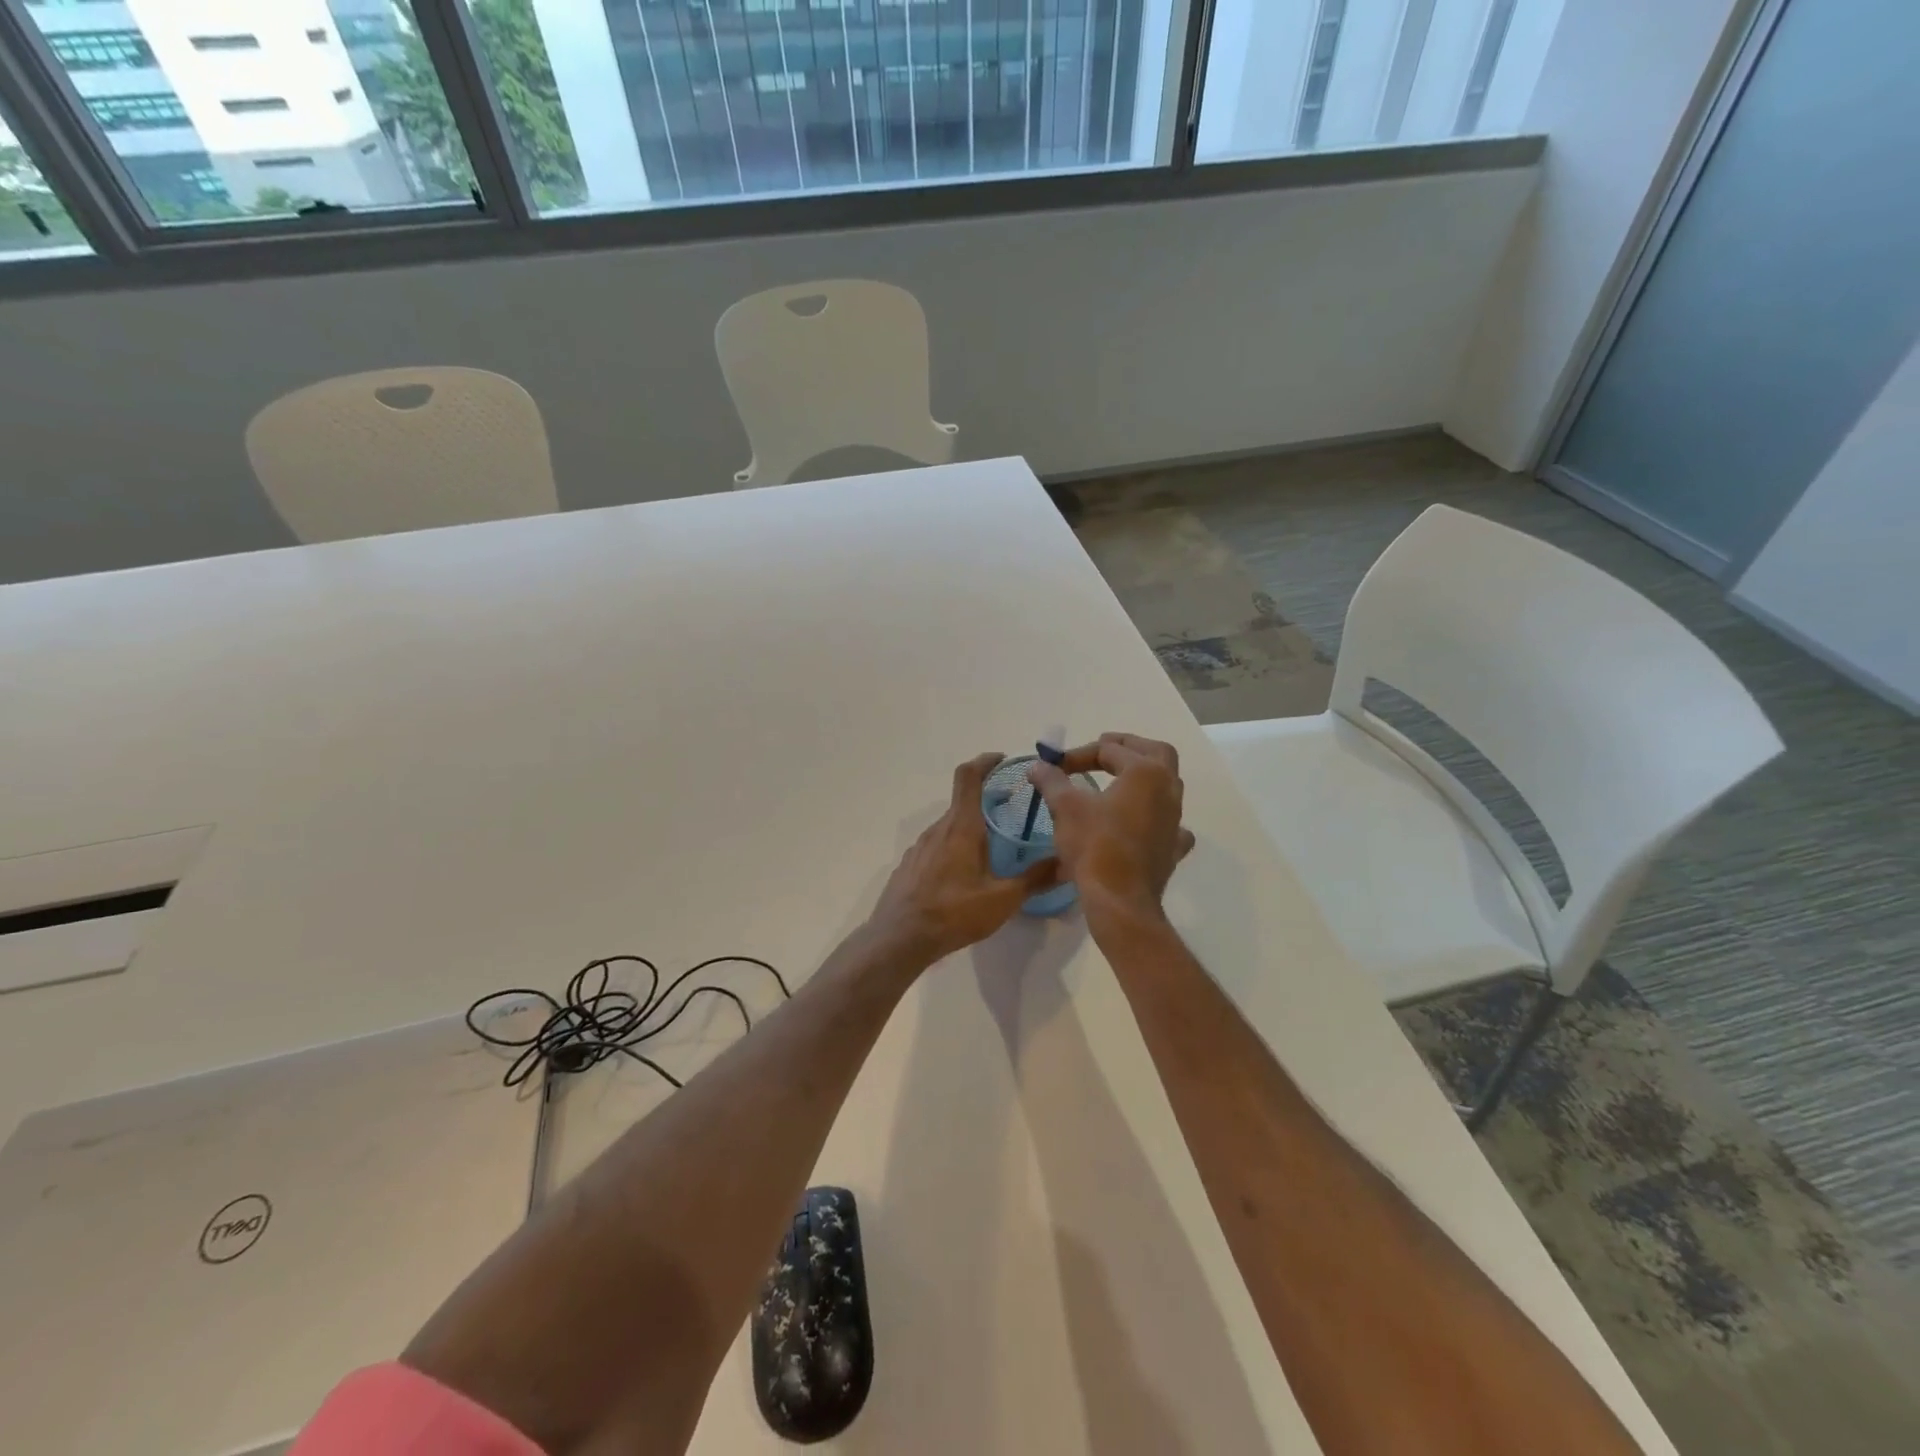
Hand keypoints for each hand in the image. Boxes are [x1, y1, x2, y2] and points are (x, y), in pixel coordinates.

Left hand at [866, 752, 1058, 965]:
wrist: (899, 938)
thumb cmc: (953, 912)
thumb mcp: (1002, 899)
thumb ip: (1035, 878)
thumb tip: (1066, 862)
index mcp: (961, 827)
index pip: (968, 776)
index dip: (985, 761)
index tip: (1003, 759)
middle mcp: (938, 829)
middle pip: (963, 802)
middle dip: (987, 801)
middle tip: (1012, 813)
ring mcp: (919, 847)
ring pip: (950, 827)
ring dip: (971, 827)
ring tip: (992, 848)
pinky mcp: (910, 865)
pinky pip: (936, 846)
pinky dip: (954, 847)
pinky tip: (964, 875)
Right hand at [1029, 732, 1194, 923]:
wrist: (1120, 899)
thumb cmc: (1094, 845)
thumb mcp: (1066, 807)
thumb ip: (1052, 781)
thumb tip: (1037, 766)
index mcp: (1145, 772)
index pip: (1109, 750)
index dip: (1078, 754)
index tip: (1055, 767)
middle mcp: (1168, 789)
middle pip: (1156, 752)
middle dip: (1128, 747)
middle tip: (1104, 748)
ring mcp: (1175, 819)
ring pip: (1167, 784)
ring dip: (1143, 776)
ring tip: (1118, 781)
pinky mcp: (1173, 846)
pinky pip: (1170, 822)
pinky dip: (1156, 816)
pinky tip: (1143, 822)